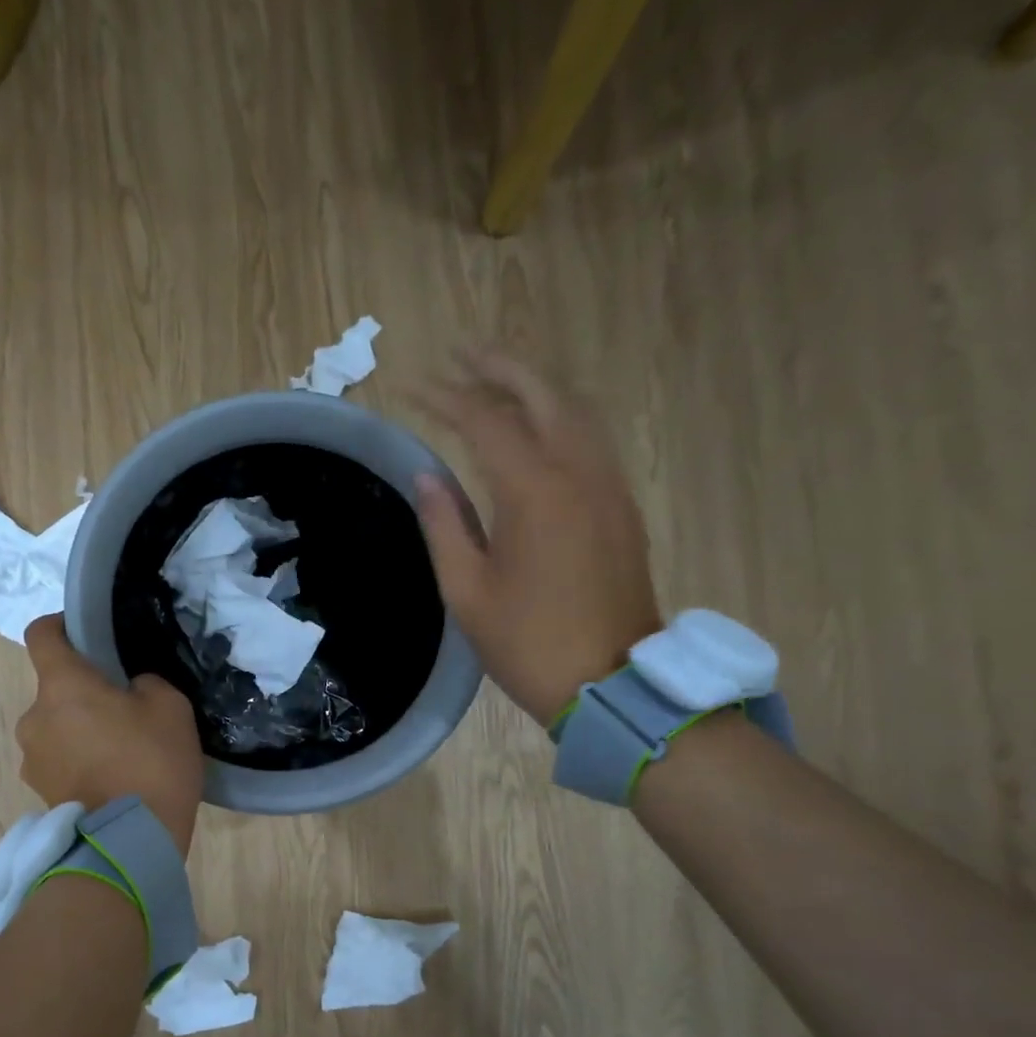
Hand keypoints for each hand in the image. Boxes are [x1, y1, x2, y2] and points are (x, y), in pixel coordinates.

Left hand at [17, 616, 204, 856]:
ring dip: (79, 730)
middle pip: (54, 689)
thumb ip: (144, 684)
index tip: (86, 635)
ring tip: (118, 753)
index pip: (41, 634)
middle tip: (124, 711)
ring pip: (55, 727)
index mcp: (61, 686)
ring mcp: (32, 758)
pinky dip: (77, 762)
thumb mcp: (170, 706)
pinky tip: (110, 780)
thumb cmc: (150, 762)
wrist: (130, 842)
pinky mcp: (38, 792)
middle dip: (83, 693)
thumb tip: (129, 691)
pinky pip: (58, 761)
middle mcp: (34, 717)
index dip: (60, 625)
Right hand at [412, 350, 661, 725]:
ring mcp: (609, 487)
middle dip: (499, 368)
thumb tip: (427, 475)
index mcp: (534, 493)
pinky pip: (590, 440)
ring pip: (575, 411)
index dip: (447, 399)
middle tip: (460, 354)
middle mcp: (579, 473)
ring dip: (533, 387)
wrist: (609, 682)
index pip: (486, 422)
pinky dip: (558, 416)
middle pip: (542, 395)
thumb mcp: (467, 591)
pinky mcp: (621, 507)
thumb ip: (445, 525)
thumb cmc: (527, 643)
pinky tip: (535, 426)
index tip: (414, 388)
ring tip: (495, 379)